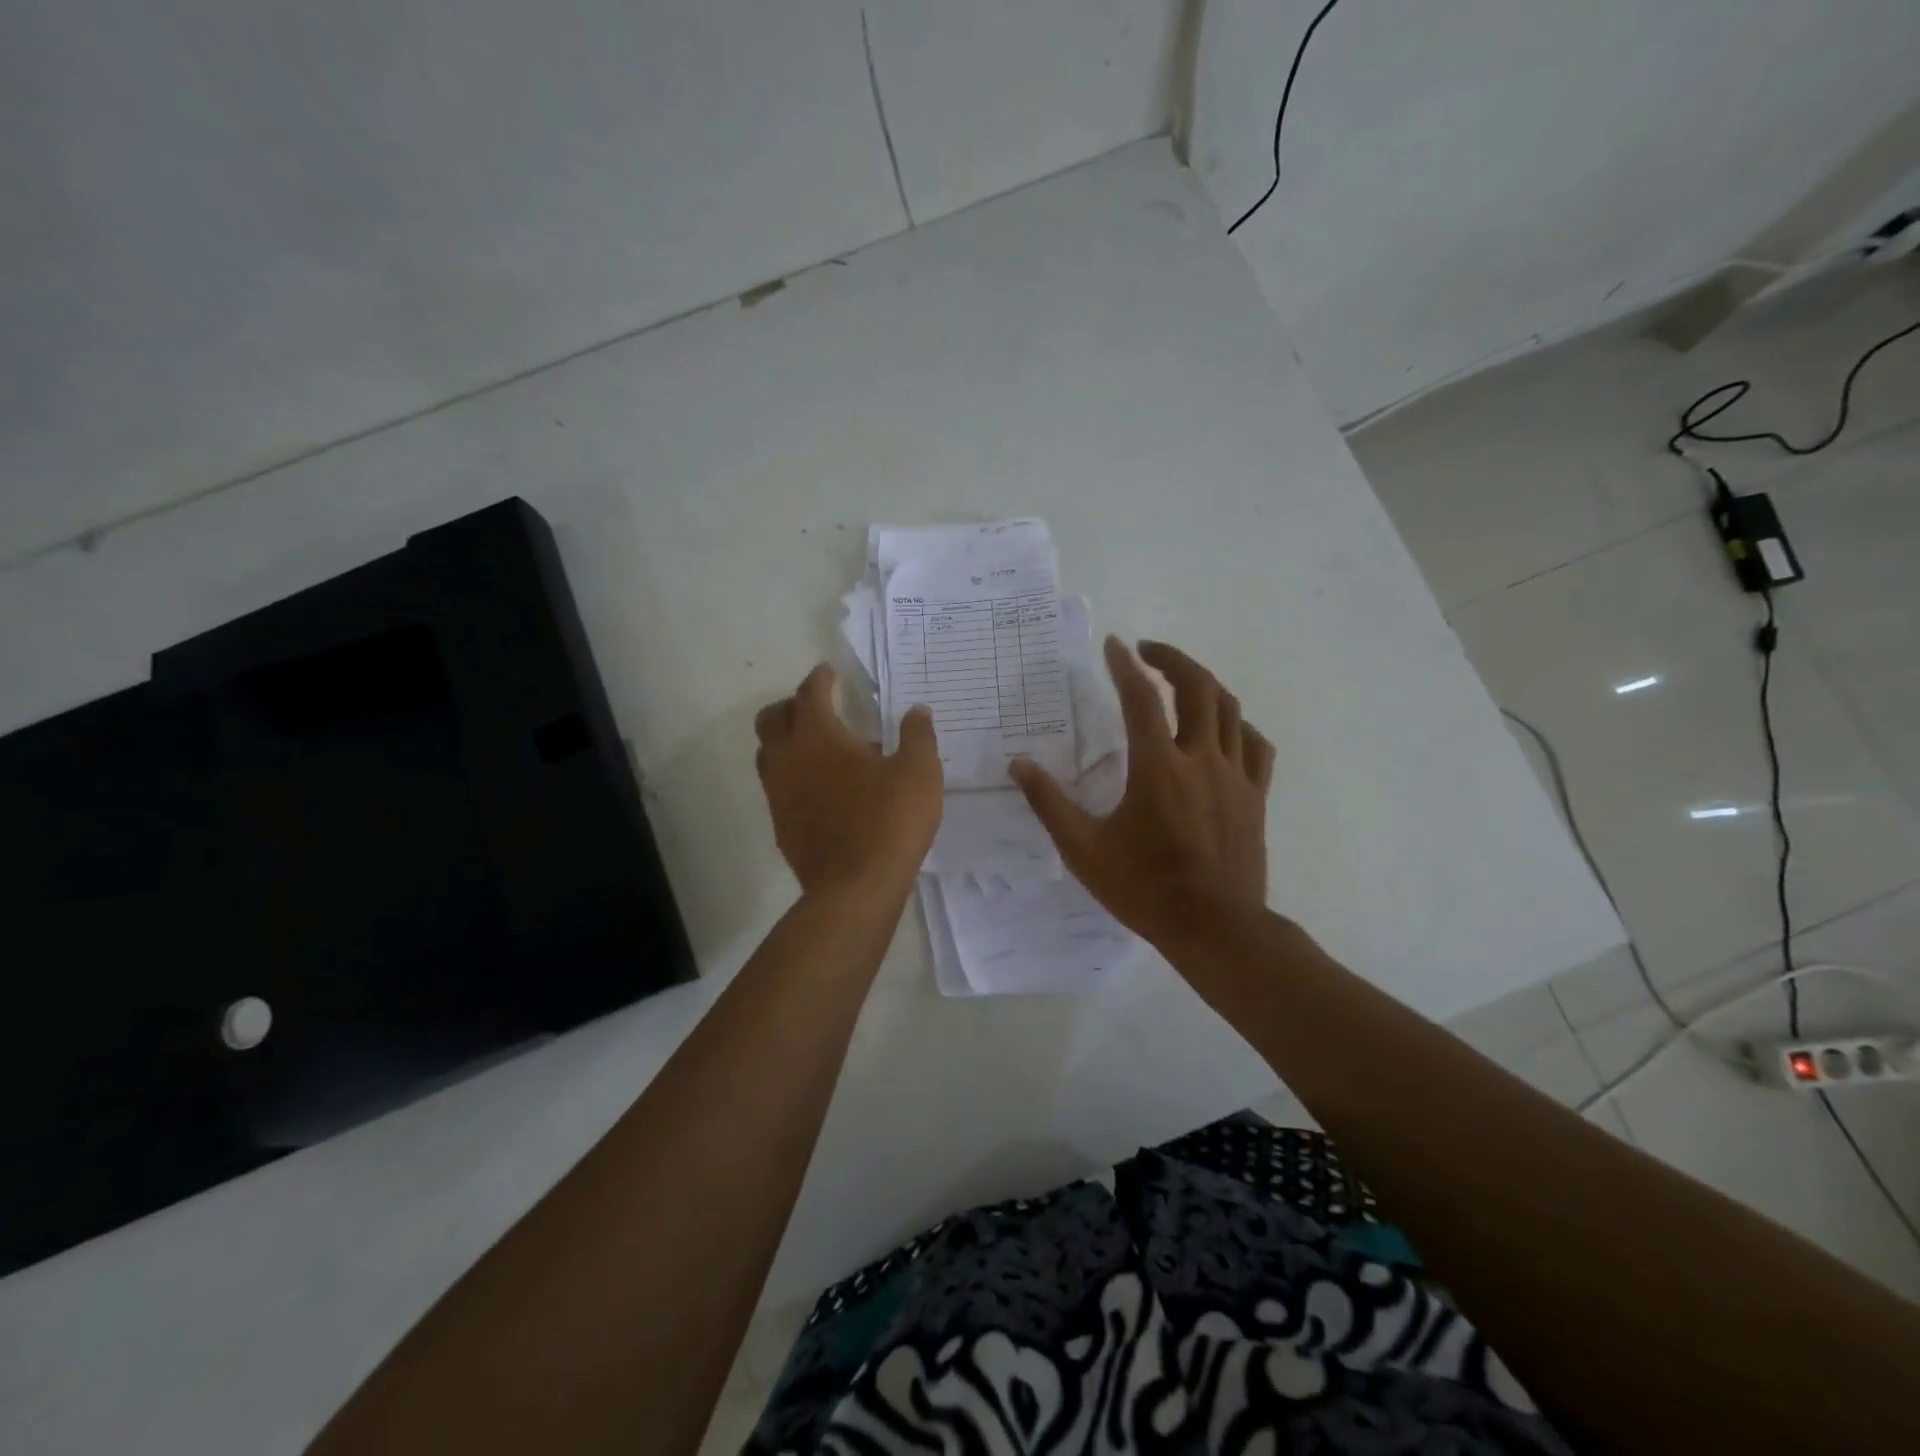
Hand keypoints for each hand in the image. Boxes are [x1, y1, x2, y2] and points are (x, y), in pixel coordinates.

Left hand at [756, 665, 943, 895]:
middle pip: (772, 718)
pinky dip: (793, 776)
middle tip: (817, 706)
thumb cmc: (890, 820)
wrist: (855, 887)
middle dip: (792, 705)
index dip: (820, 678)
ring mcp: (778, 794)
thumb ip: (918, 735)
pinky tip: (821, 789)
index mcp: (818, 736)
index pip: (810, 693)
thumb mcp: (919, 772)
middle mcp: (788, 758)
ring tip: (818, 747)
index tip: (830, 671)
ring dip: (786, 741)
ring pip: (768, 753)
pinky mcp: (781, 825)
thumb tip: (917, 711)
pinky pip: (778, 787)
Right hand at [1010, 638, 1273, 944]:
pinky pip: (1255, 744)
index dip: (1125, 665)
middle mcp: (1201, 759)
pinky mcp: (1255, 796)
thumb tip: (1019, 764)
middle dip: (1172, 658)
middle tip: (1147, 650)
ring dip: (1204, 683)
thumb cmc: (1144, 888)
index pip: (1141, 698)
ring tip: (1180, 679)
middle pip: (1197, 687)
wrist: (1214, 928)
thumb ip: (1049, 803)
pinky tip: (1223, 729)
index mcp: (1157, 767)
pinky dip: (1237, 724)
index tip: (1114, 645)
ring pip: (1230, 709)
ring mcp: (1235, 776)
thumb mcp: (1083, 849)